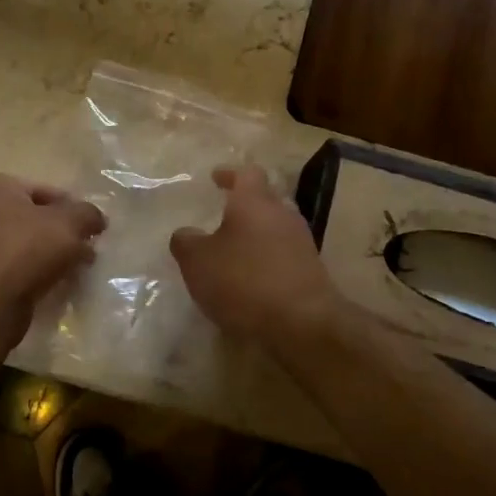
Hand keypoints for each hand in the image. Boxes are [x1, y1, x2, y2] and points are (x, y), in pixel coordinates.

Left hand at [0, 175, 105, 346]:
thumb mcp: (69, 223)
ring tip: (80, 270)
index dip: (75, 209)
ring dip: (57, 255)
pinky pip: (22, 268)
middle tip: (90, 250)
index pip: (48, 191)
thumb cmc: (27, 249)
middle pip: (39, 219)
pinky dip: (42, 273)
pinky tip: (61, 285)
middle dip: (67, 234)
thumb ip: (88, 214)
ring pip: (32, 245)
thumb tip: (97, 219)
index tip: (94, 229)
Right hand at [170, 165, 340, 346]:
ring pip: (275, 228)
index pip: (246, 173)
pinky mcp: (311, 270)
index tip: (216, 178)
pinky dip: (267, 260)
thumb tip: (185, 234)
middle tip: (222, 218)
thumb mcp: (198, 262)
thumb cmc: (244, 281)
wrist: (302, 321)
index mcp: (254, 202)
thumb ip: (186, 242)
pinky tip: (252, 279)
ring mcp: (301, 242)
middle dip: (244, 207)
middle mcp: (282, 214)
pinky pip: (284, 254)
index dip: (229, 174)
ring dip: (256, 235)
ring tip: (234, 253)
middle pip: (265, 200)